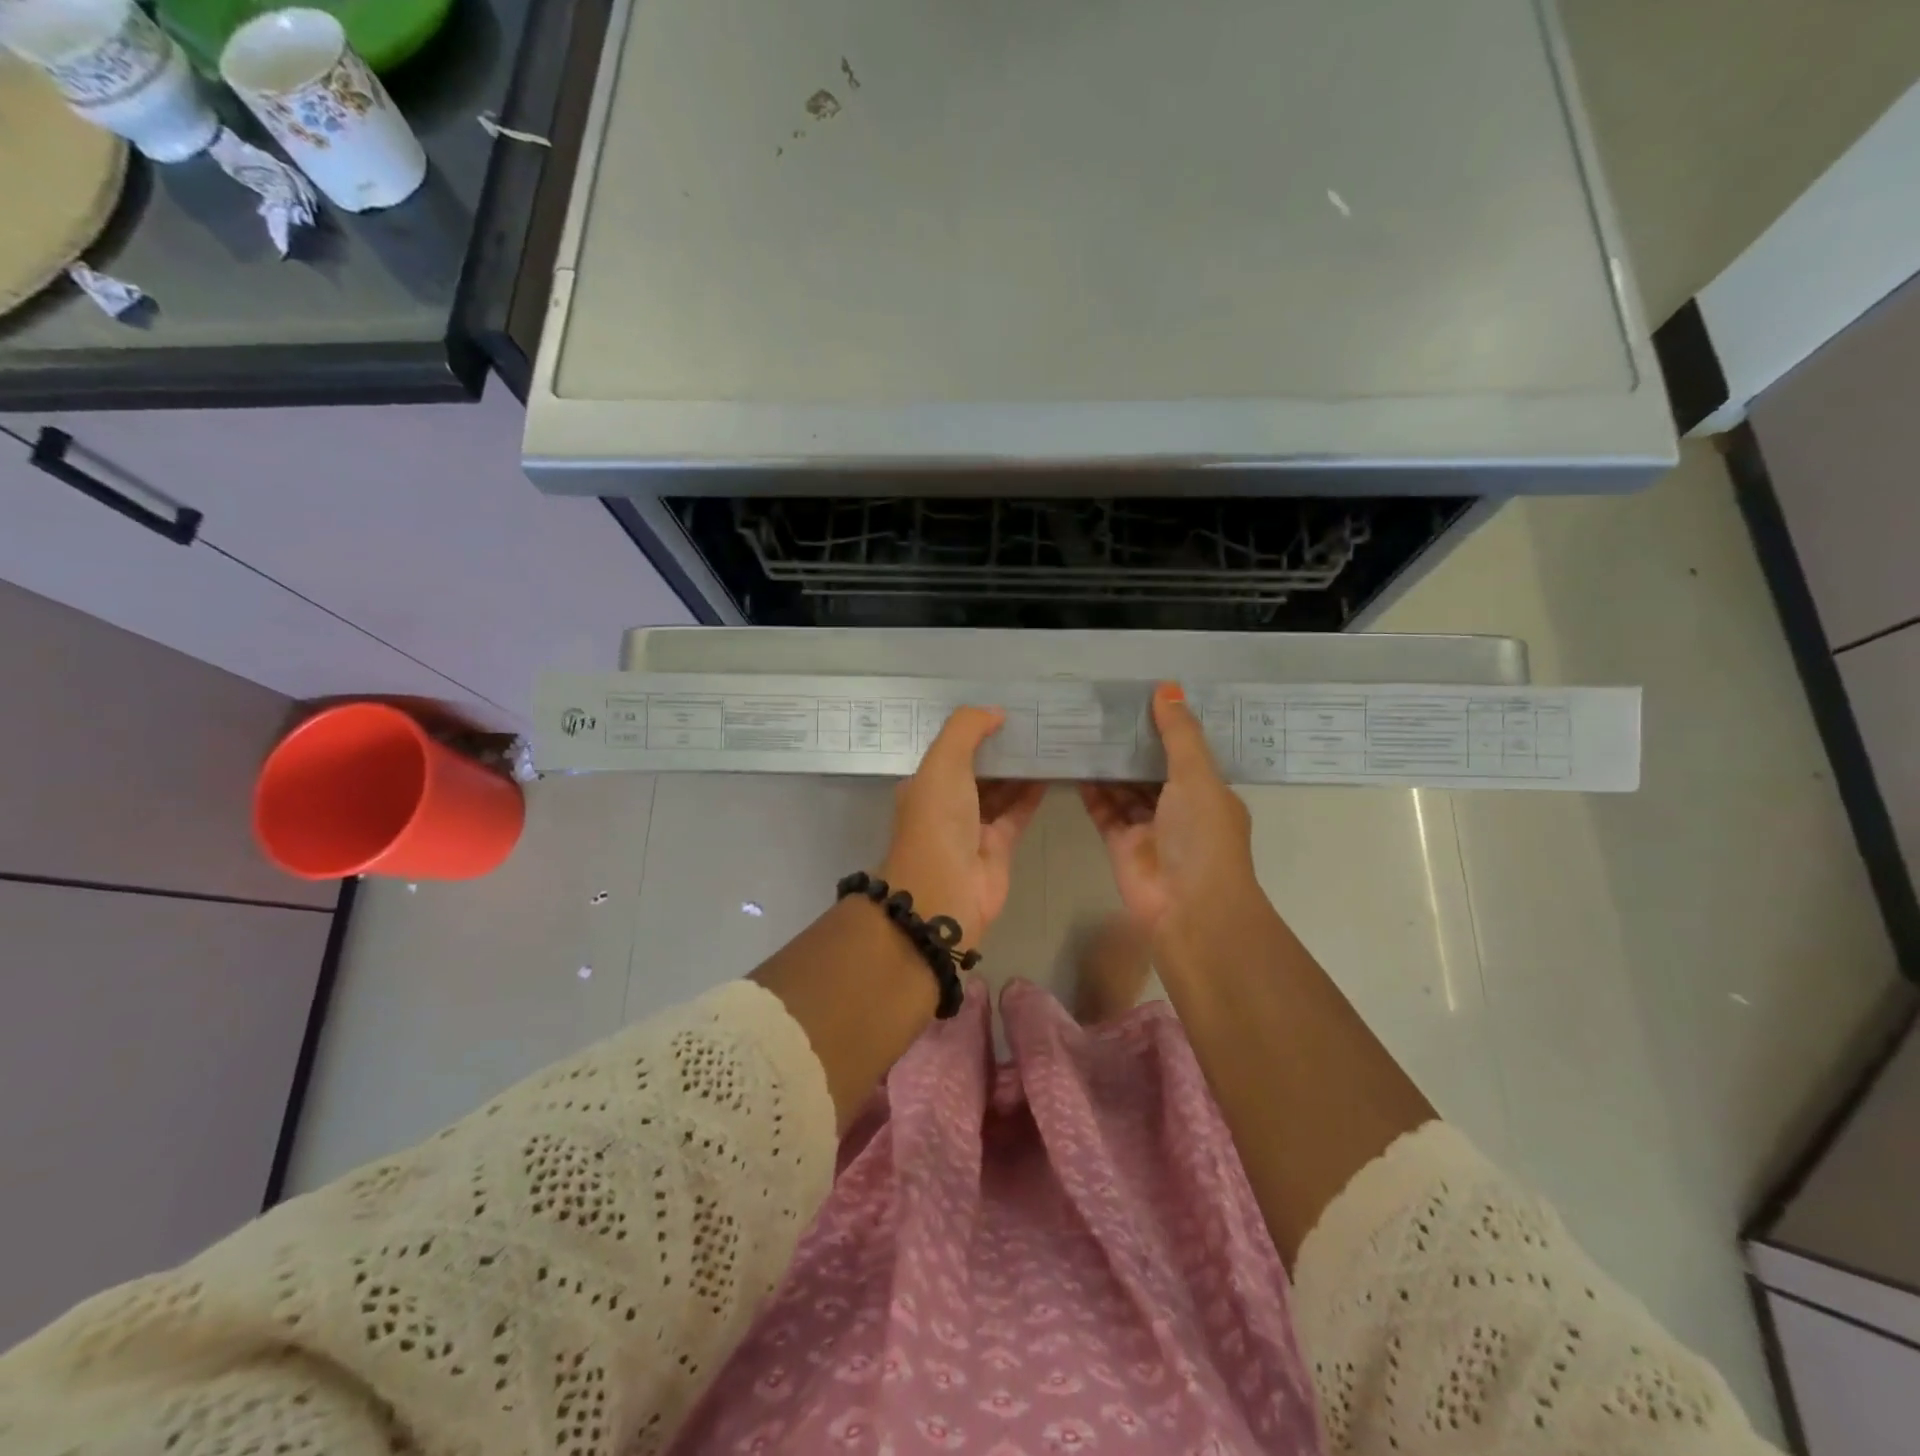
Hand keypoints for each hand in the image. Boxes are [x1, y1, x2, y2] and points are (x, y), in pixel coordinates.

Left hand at [881, 707, 1045, 943]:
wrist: (945, 890)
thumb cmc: (937, 820)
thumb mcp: (943, 762)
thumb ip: (966, 729)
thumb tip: (996, 711)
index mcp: (925, 782)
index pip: (950, 748)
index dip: (973, 728)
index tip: (1003, 707)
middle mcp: (946, 802)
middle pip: (977, 767)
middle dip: (1000, 746)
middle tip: (1034, 719)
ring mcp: (973, 825)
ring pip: (1000, 789)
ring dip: (1019, 767)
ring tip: (1048, 739)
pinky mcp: (999, 845)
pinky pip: (1018, 811)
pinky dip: (1032, 793)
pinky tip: (1052, 771)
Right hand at [1079, 683, 1260, 937]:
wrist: (1188, 908)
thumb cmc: (1202, 836)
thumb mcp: (1197, 776)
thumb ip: (1179, 734)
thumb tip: (1166, 686)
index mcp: (1207, 791)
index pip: (1184, 751)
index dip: (1164, 725)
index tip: (1138, 695)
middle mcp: (1179, 807)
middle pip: (1150, 768)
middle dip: (1129, 743)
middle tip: (1099, 708)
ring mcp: (1148, 826)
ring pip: (1124, 788)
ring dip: (1107, 764)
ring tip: (1080, 730)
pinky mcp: (1120, 842)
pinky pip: (1103, 809)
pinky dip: (1090, 791)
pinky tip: (1072, 764)